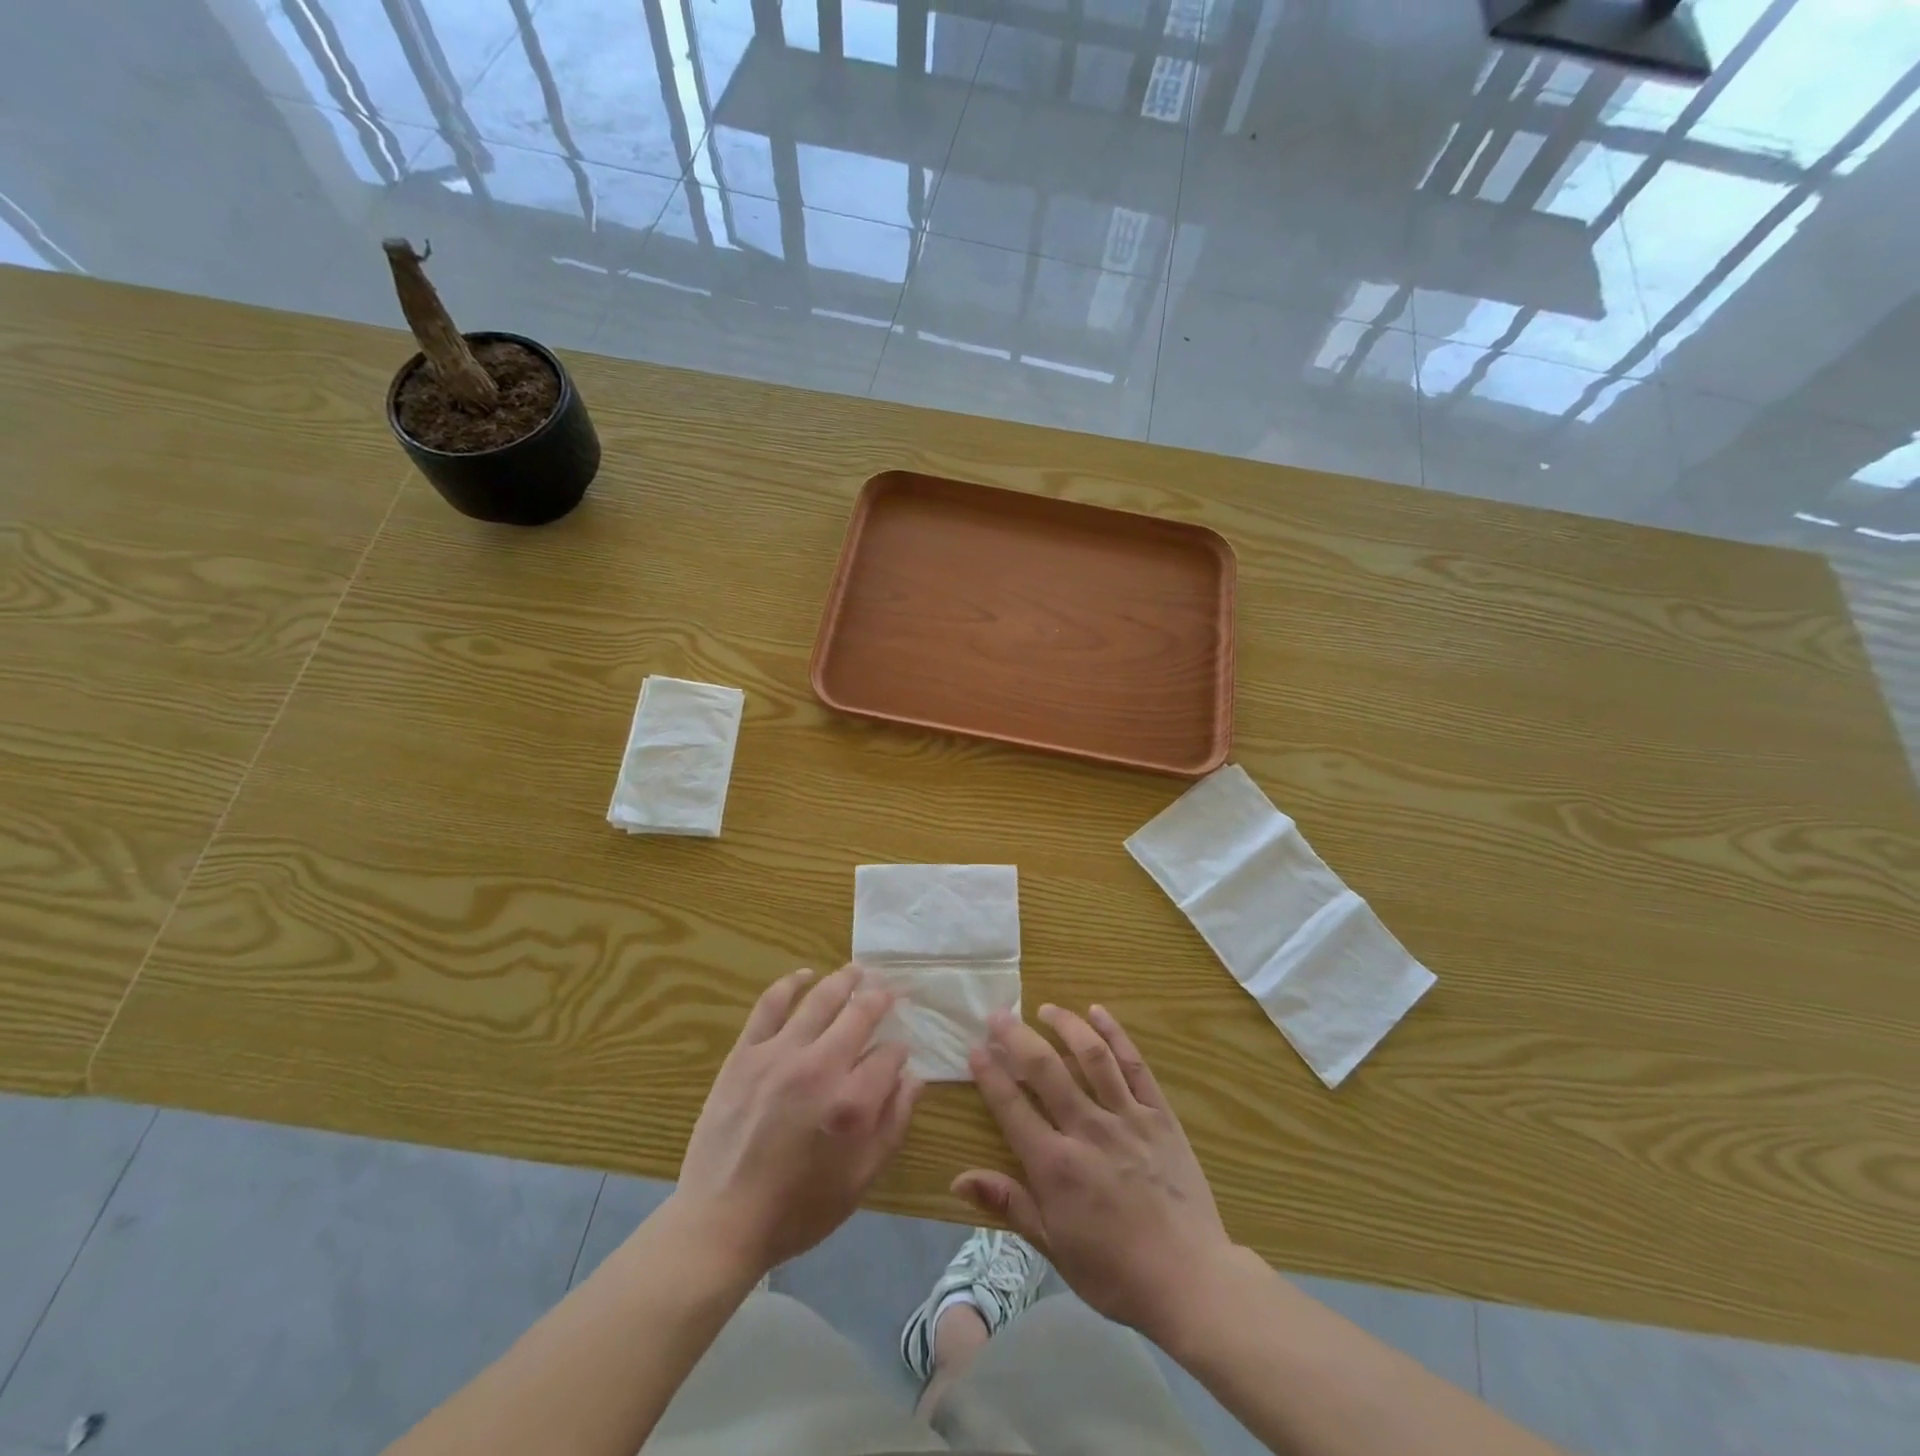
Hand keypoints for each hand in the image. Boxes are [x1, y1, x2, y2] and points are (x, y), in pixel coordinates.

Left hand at [676, 965, 921, 1276]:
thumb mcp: (861, 1180)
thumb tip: (913, 1078)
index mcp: (853, 1103)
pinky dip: (790, 984)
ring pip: (820, 999)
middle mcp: (820, 1067)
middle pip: (860, 1014)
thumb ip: (893, 1124)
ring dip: (845, 980)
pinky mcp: (745, 1054)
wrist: (722, 1223)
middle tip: (890, 990)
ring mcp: (779, 1055)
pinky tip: (805, 975)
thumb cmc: (799, 1209)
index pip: (890, 1055)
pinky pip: (770, 1005)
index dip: (899, 1051)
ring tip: (858, 970)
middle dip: (881, 999)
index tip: (899, 1054)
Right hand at [955, 1004, 1233, 1341]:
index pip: (1012, 1107)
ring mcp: (1127, 1118)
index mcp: (1056, 1166)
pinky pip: (1134, 1065)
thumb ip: (1008, 1203)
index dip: (990, 1074)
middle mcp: (1088, 1130)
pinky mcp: (1159, 1115)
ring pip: (1091, 1056)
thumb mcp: (1053, 1246)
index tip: (974, 1048)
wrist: (1191, 1280)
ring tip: (1045, 1009)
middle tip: (998, 1015)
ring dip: (1065, 1026)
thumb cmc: (1114, 1272)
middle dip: (1017, 1037)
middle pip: (1046, 1070)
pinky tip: (1098, 1013)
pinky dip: (1115, 1034)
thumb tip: (958, 1178)